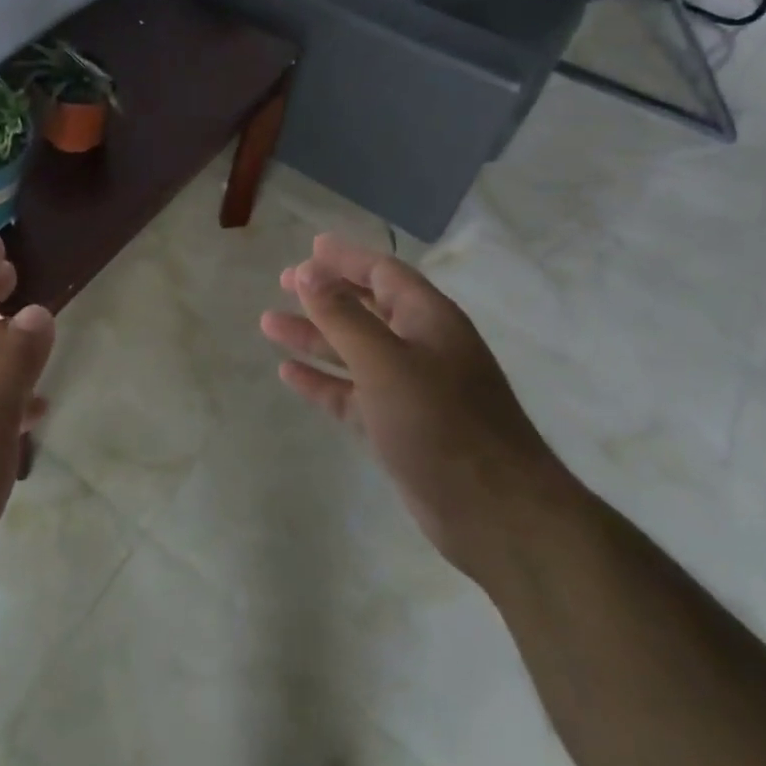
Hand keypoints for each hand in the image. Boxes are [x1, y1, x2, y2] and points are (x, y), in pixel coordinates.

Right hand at [259, 234, 568, 581]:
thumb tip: (308, 270)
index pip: (382, 272)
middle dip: (325, 294)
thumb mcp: (385, 362)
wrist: (496, 516)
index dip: (346, 258)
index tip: (309, 249)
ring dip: (314, 336)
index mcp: (428, 319)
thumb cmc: (441, 423)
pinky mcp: (398, 426)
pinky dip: (323, 380)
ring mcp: (410, 389)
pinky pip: (352, 392)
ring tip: (268, 323)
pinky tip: (289, 373)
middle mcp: (420, 346)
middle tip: (284, 282)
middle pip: (366, 307)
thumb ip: (342, 315)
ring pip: (353, 350)